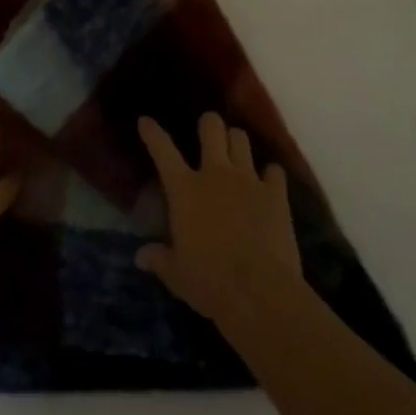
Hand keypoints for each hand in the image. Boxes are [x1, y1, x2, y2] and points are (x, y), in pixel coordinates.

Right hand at [136, 113, 306, 333]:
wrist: (259, 292)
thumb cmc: (210, 282)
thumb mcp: (177, 275)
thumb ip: (159, 259)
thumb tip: (140, 257)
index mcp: (185, 189)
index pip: (163, 151)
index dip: (152, 133)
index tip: (145, 121)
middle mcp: (215, 173)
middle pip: (212, 127)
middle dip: (209, 124)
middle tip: (208, 133)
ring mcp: (248, 179)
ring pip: (241, 139)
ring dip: (236, 142)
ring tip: (236, 153)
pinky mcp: (275, 194)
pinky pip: (274, 171)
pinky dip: (271, 175)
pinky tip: (269, 184)